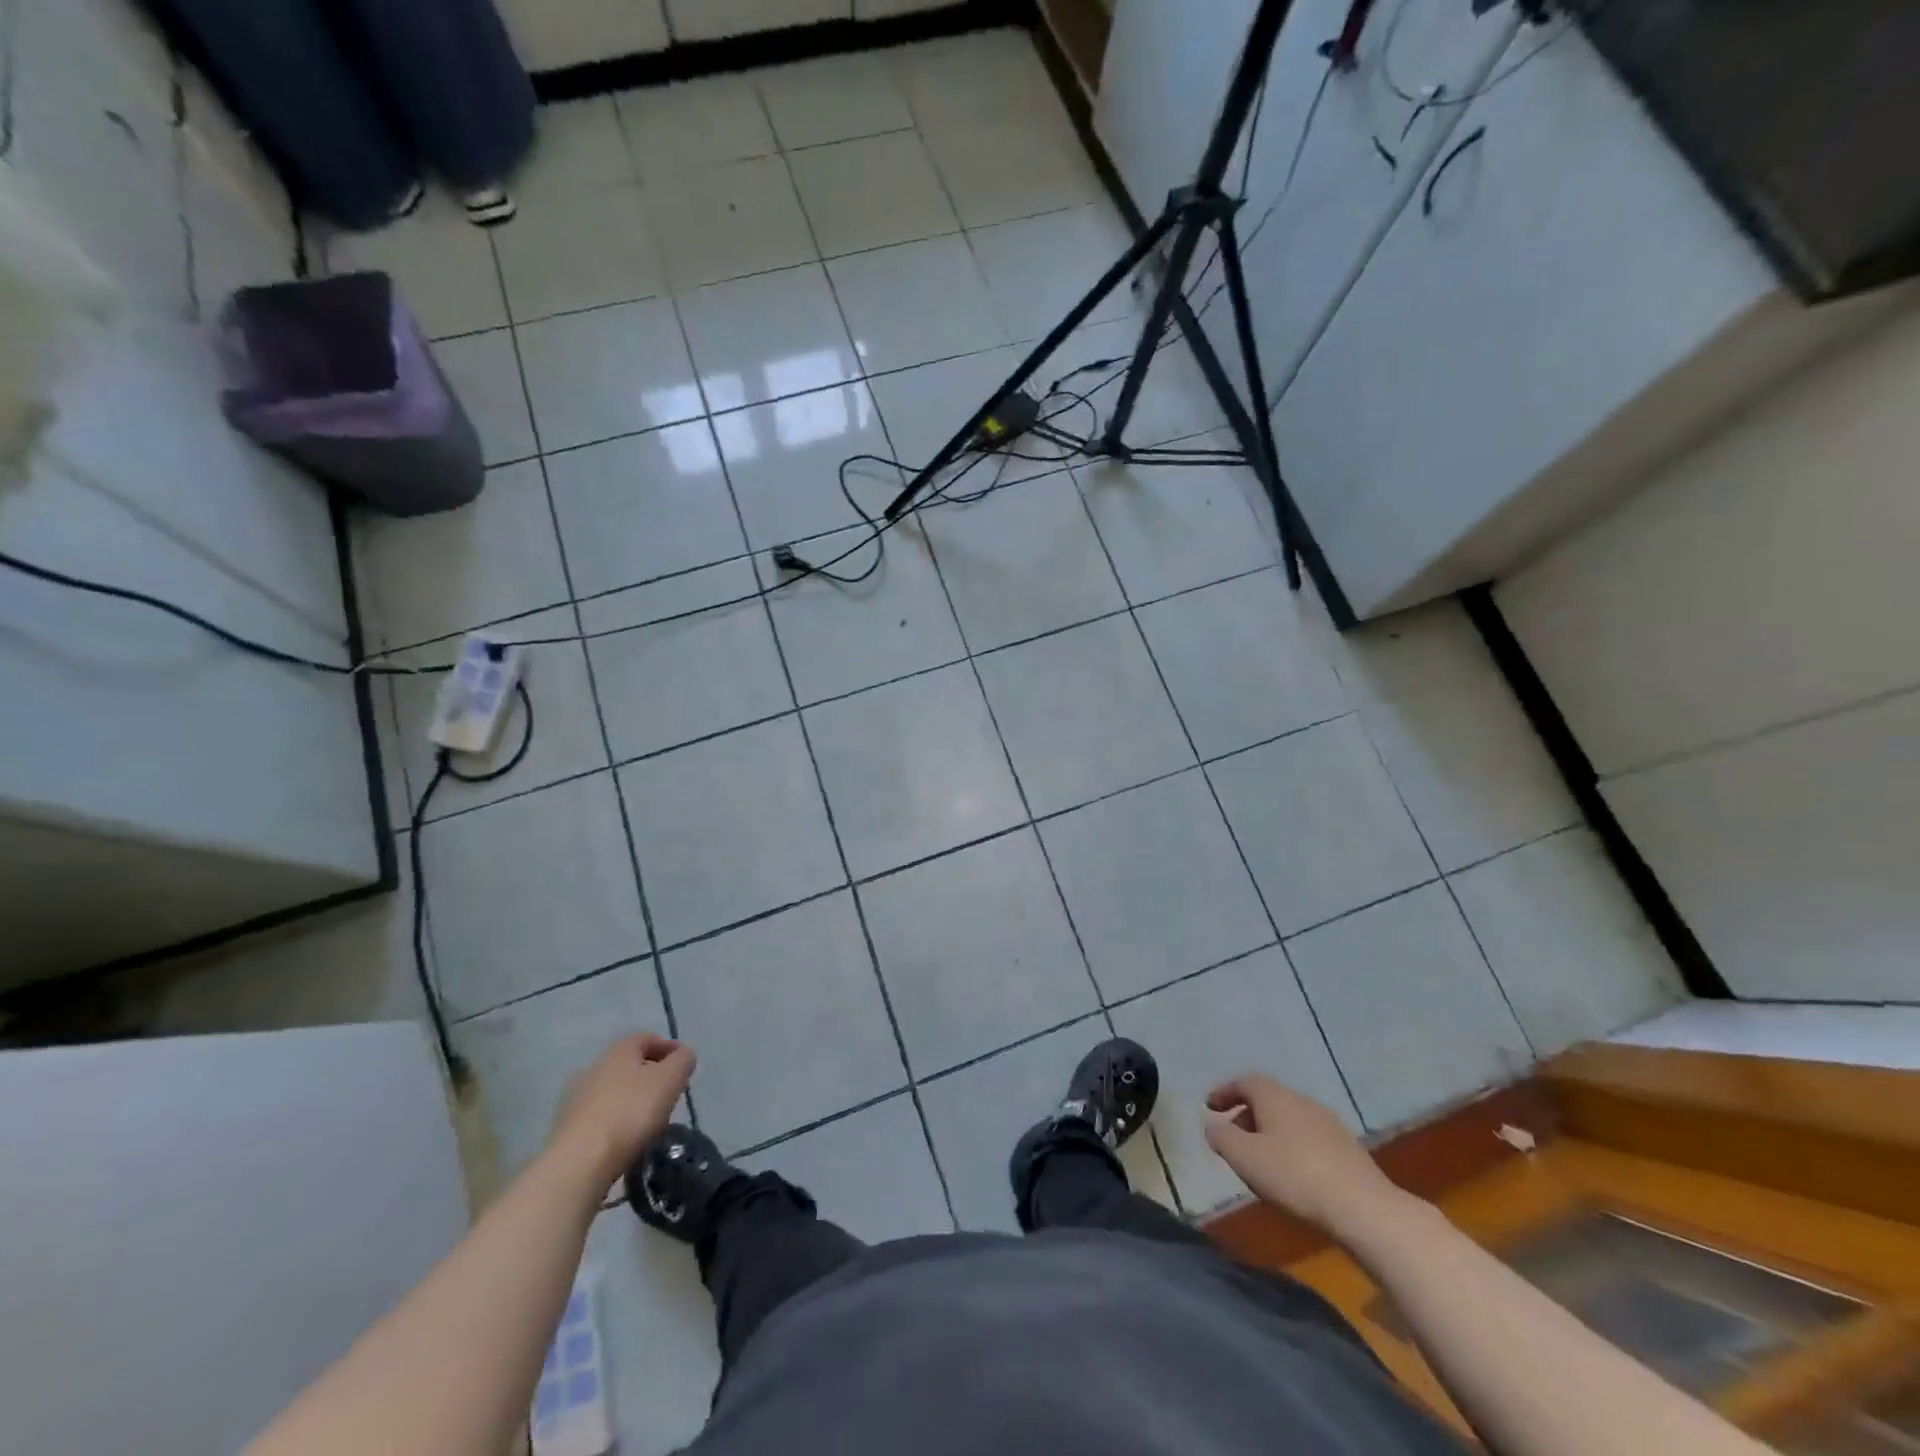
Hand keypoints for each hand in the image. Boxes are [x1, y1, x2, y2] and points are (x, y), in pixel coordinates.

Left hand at [548, 1034, 694, 1190]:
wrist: (579, 1163)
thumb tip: (683, 1054)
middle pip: (627, 1065)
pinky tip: (625, 1140)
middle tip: (668, 1094)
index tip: (683, 1065)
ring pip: (611, 1092)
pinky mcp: (566, 1130)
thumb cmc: (631, 1112)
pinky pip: (598, 1117)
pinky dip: (614, 1122)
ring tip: (648, 1122)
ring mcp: (575, 1099)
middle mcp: (594, 1068)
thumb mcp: (670, 1080)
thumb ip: (682, 1061)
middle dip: (649, 1076)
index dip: (668, 1047)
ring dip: (630, 1100)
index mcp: (619, 1051)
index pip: (646, 1038)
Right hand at [1204, 1073, 1401, 1232]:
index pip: (1244, 1081)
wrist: (1364, 1209)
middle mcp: (1302, 1101)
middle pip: (1267, 1099)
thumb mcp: (1244, 1157)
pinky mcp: (1348, 1151)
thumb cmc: (1295, 1176)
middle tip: (1233, 1139)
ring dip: (1270, 1134)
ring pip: (1289, 1120)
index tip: (1209, 1107)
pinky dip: (1292, 1148)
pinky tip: (1292, 1175)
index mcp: (1276, 1096)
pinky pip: (1308, 1139)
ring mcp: (1329, 1125)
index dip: (1224, 1092)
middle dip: (1246, 1115)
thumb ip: (1221, 1137)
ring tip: (1260, 1161)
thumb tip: (1213, 1125)